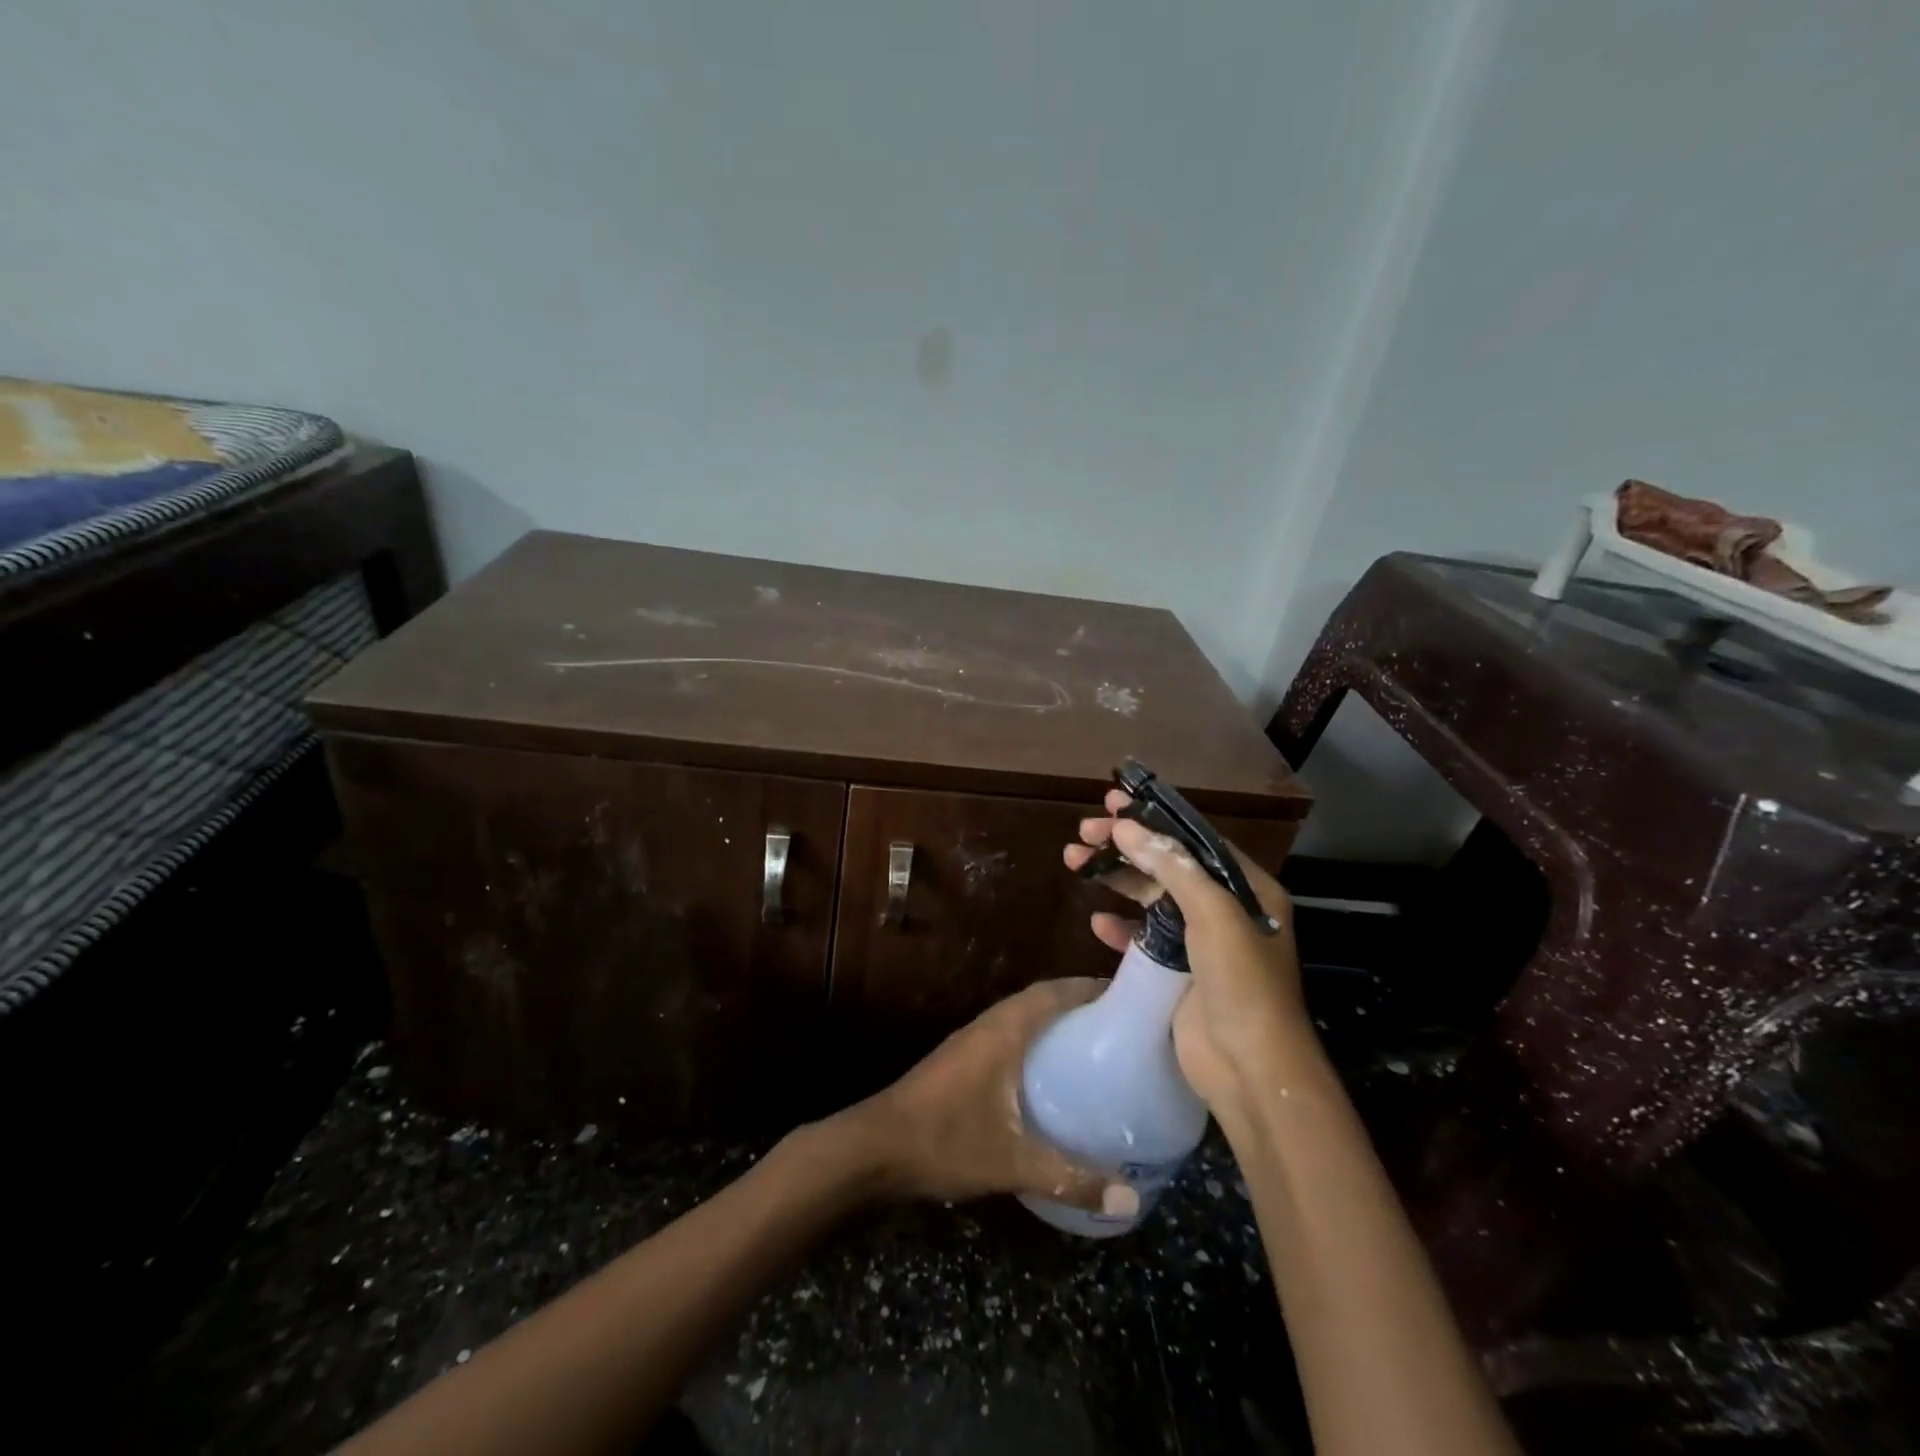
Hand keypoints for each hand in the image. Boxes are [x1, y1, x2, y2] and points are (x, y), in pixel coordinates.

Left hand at [843, 978, 1125, 1210]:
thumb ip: (1070, 1178)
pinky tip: (1051, 1073)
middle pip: (1040, 998)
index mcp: (1003, 1031)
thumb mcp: (1010, 1162)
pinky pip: (1009, 1034)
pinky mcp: (961, 1060)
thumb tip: (1130, 1202)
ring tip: (1095, 1042)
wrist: (874, 1148)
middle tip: (1120, 1021)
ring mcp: (971, 1041)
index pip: (1053, 992)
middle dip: (1078, 1001)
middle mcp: (989, 1025)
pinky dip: (1035, 1038)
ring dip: (1055, 1019)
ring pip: (1022, 1016)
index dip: (1090, 986)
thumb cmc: (943, 1141)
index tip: (1129, 993)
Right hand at [1064, 790, 1309, 1115]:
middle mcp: (1224, 909)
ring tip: (1073, 861)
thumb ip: (1172, 866)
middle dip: (1126, 846)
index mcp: (1246, 889)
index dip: (1154, 819)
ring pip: (1150, 897)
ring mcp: (1199, 942)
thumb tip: (1127, 827)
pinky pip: (1142, 938)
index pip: (1194, 839)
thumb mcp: (1214, 914)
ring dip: (1115, 879)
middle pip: (1167, 864)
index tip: (1114, 803)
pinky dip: (1120, 926)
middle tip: (1084, 832)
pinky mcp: (1177, 971)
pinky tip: (1096, 920)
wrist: (1249, 1068)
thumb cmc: (1241, 982)